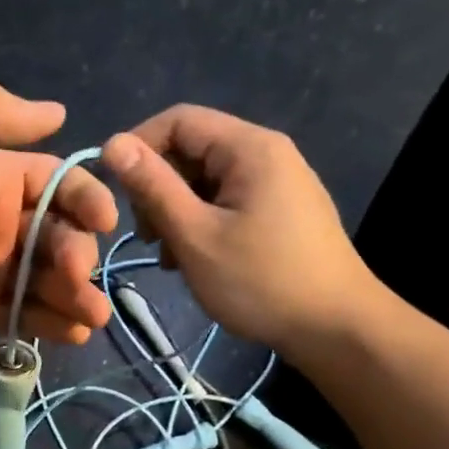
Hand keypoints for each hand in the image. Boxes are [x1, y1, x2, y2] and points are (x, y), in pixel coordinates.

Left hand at [0, 82, 118, 360]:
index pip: (57, 183)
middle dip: (79, 254)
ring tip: (90, 316)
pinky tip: (71, 334)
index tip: (105, 222)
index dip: (87, 199)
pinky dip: (55, 324)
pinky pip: (28, 316)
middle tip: (77, 277)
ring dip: (78, 295)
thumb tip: (56, 111)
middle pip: (60, 236)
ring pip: (51, 279)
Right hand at [102, 105, 378, 361]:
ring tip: (170, 255)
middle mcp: (265, 153)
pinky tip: (194, 259)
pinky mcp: (280, 210)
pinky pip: (226, 201)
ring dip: (176, 211)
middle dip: (158, 187)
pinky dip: (201, 222)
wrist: (336, 328)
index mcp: (249, 147)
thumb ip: (153, 186)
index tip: (113, 190)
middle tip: (147, 235)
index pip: (178, 120)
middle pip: (192, 150)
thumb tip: (113, 143)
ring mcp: (277, 182)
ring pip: (205, 180)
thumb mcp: (195, 234)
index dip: (137, 146)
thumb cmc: (260, 280)